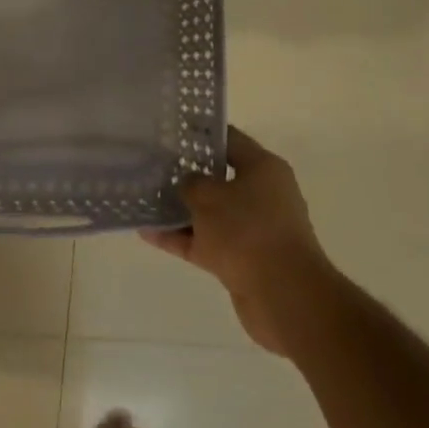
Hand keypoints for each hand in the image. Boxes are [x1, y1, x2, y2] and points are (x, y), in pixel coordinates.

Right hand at [141, 125, 336, 354]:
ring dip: (180, 210)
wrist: (283, 295)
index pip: (229, 140)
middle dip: (186, 174)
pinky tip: (148, 234)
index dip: (200, 134)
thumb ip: (190, 184)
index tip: (171, 132)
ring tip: (144, 200)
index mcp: (263, 169)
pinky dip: (181, 238)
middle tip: (153, 166)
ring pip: (210, 213)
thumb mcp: (209, 197)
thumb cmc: (247, 230)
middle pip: (219, 178)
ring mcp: (253, 229)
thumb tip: (187, 185)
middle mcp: (262, 194)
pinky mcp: (243, 259)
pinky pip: (206, 242)